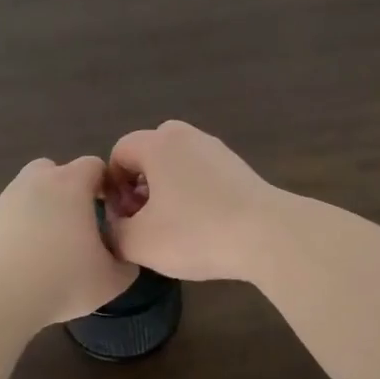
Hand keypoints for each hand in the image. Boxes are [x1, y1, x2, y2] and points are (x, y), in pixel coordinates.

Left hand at [0, 156, 138, 325]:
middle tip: (80, 223)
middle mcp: (37, 181)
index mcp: (71, 184)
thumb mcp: (112, 279)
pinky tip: (27, 259)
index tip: (111, 211)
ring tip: (51, 245)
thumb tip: (124, 256)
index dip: (106, 184)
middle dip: (69, 189)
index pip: (94, 165)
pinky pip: (11, 216)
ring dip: (42, 208)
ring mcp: (7, 199)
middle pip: (56, 170)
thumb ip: (126, 262)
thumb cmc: (64, 280)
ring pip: (30, 192)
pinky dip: (20, 228)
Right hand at [104, 120, 279, 281]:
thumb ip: (113, 232)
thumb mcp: (138, 242)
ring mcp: (216, 149)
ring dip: (166, 190)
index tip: (123, 219)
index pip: (119, 153)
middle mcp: (186, 136)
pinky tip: (201, 226)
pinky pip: (201, 174)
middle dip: (139, 185)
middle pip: (148, 154)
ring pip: (177, 164)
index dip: (112, 187)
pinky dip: (193, 193)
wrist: (268, 236)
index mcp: (157, 143)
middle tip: (144, 219)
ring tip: (172, 227)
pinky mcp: (239, 167)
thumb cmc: (195, 233)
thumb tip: (115, 227)